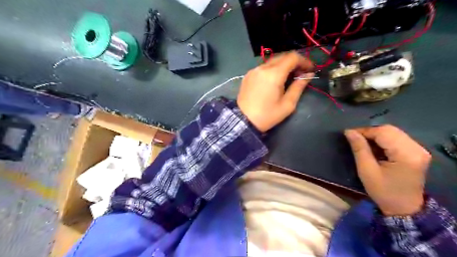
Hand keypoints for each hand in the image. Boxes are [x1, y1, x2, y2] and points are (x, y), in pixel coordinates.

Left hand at [236, 52, 314, 131]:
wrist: (243, 121)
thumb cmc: (267, 115)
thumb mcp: (287, 104)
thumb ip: (299, 87)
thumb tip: (308, 75)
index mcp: (274, 74)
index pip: (292, 57)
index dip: (304, 61)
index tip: (310, 70)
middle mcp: (263, 68)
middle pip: (282, 57)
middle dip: (294, 62)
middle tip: (301, 74)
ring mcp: (253, 70)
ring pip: (272, 61)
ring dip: (283, 65)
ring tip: (289, 77)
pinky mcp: (248, 75)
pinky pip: (263, 67)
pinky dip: (273, 69)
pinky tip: (275, 80)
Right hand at [345, 126, 430, 215]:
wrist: (404, 208)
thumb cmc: (383, 191)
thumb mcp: (366, 170)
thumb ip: (359, 148)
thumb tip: (349, 131)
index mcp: (406, 154)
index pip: (383, 132)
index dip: (364, 131)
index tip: (349, 134)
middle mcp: (417, 148)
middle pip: (390, 130)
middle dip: (370, 132)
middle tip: (355, 139)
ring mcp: (419, 150)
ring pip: (393, 132)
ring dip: (376, 135)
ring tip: (364, 143)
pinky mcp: (417, 152)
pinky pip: (397, 138)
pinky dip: (383, 139)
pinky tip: (375, 147)